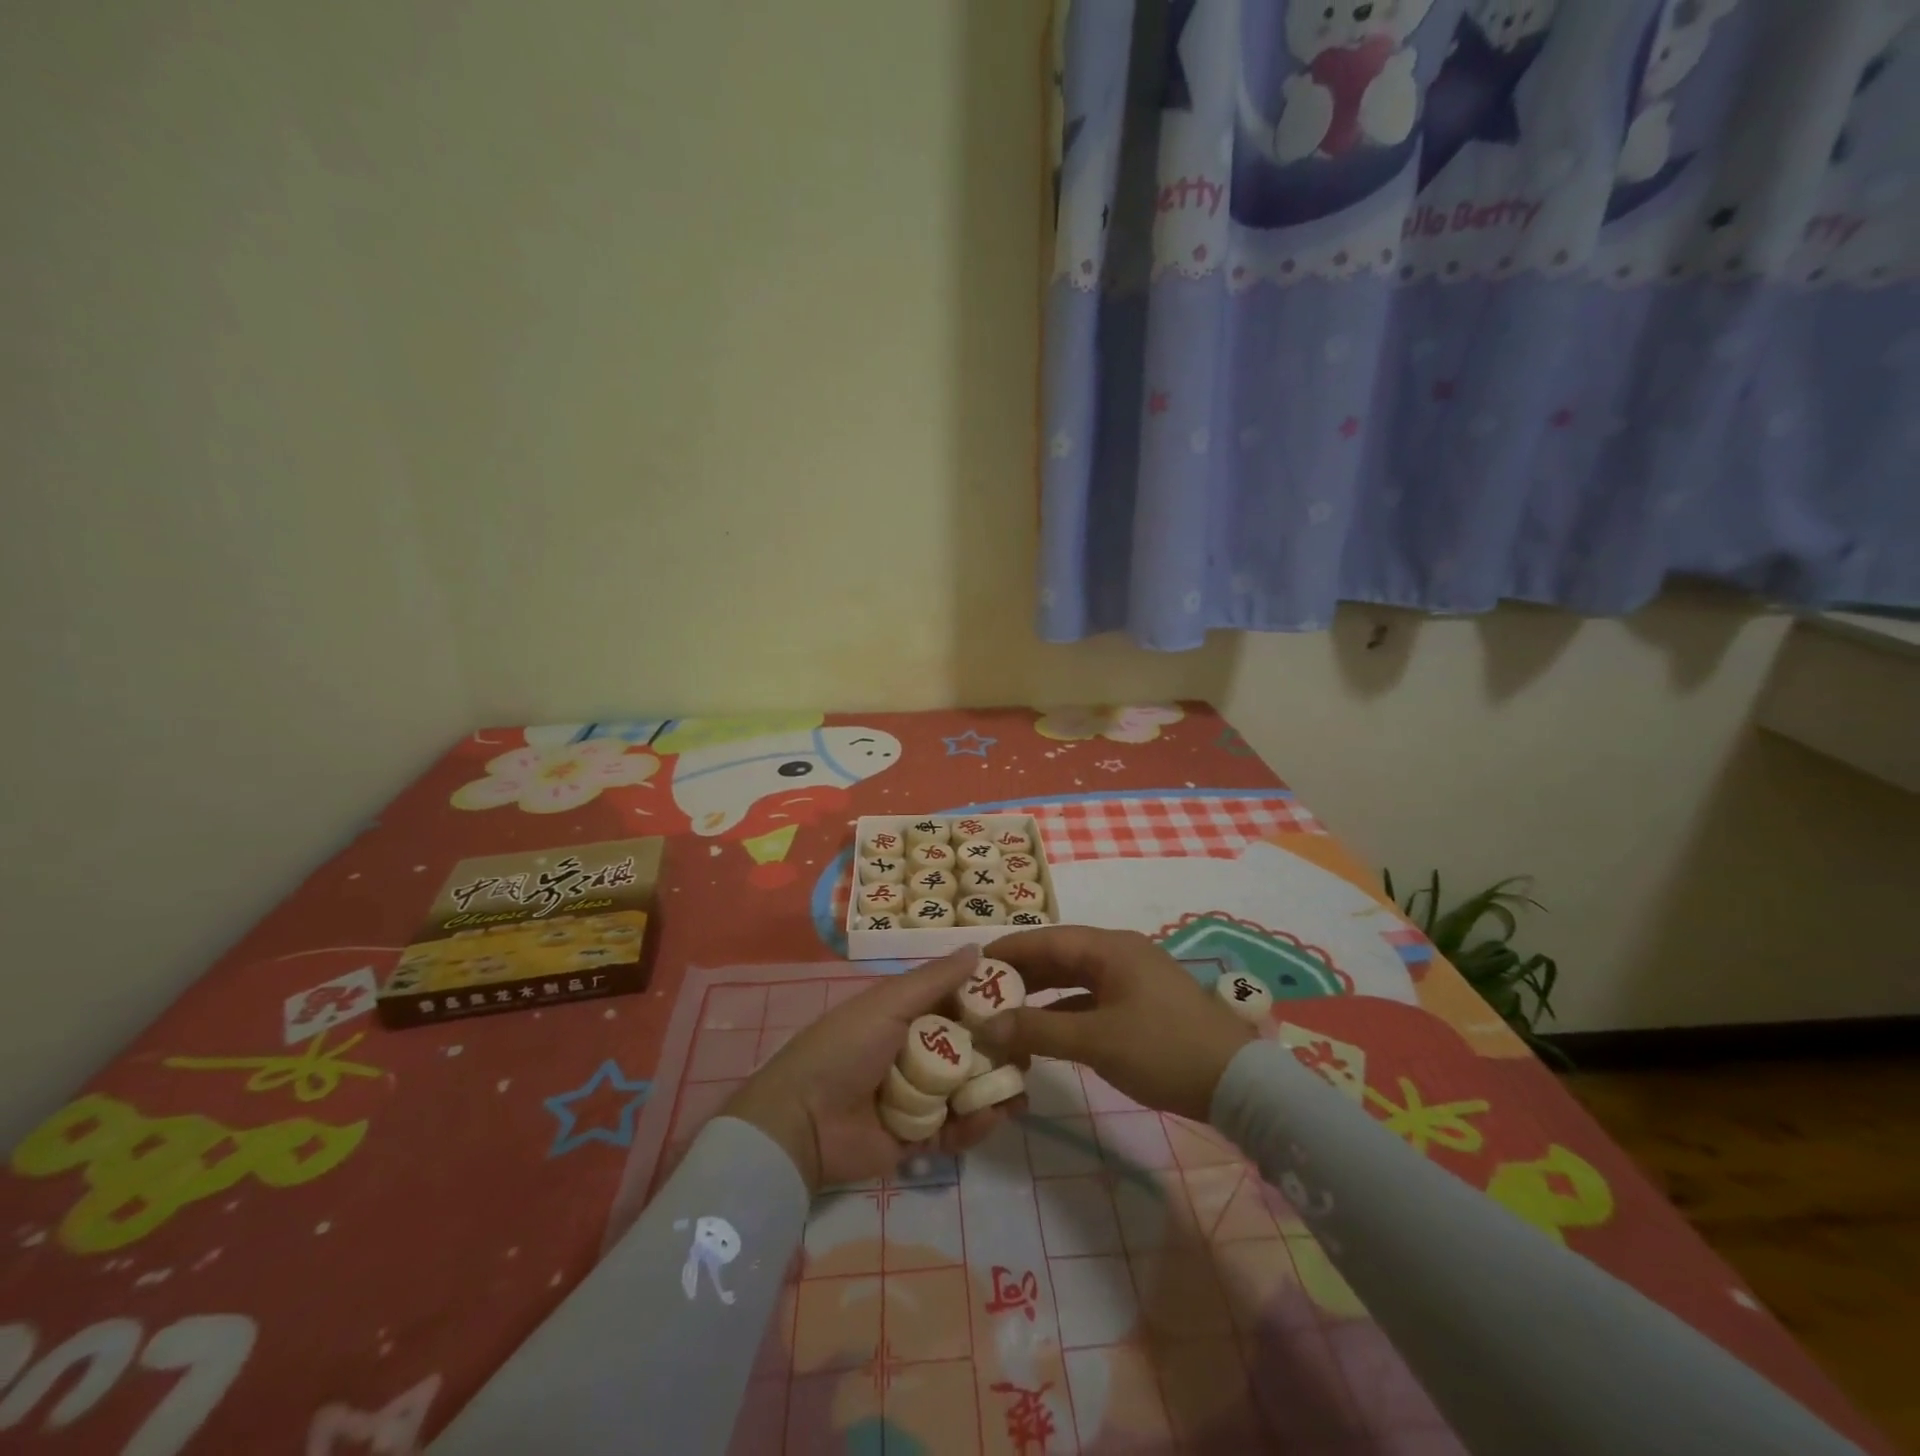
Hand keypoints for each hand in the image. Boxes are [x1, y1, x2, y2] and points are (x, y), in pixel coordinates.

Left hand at [722, 947, 1020, 1191]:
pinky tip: (992, 1116)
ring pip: (969, 1090)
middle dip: (1000, 1051)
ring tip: (1018, 1092)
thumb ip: (935, 979)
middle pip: (970, 1049)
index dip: (989, 1002)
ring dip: (994, 1090)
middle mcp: (916, 1053)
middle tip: (1027, 1053)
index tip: (1023, 1001)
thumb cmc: (845, 1048)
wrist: (802, 1121)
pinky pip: (956, 1130)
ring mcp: (919, 1098)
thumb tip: (978, 947)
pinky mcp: (919, 1139)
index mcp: (907, 1017)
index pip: (957, 1004)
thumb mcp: (888, 1003)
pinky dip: (976, 1125)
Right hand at [975, 927, 1253, 1121]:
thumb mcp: (1095, 1041)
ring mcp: (1132, 979)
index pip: (1046, 939)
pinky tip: (1043, 1032)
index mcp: (1109, 948)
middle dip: (1021, 973)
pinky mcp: (1141, 1005)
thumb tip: (986, 1026)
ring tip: (1004, 1010)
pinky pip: (1091, 999)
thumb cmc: (1163, 1049)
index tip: (973, 965)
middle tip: (982, 992)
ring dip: (1041, 994)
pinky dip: (1064, 1012)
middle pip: (1059, 956)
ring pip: (1074, 979)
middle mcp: (1118, 954)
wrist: (1238, 1083)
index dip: (1008, 950)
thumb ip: (1037, 1031)